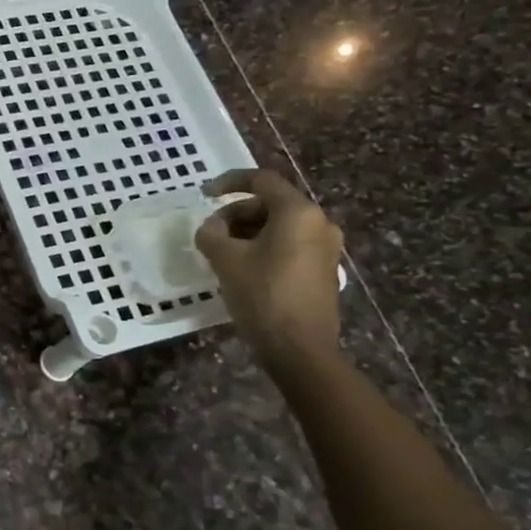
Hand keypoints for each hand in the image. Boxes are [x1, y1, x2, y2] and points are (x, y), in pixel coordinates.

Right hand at [193, 168, 342, 366]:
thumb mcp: (225, 259)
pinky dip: (264, 247)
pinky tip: (244, 268)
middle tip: (211, 234)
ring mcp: (326, 248)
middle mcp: (319, 223)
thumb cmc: (262, 295)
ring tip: (223, 254)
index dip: (229, 182)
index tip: (205, 194)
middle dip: (236, 214)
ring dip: (248, 232)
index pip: (262, 180)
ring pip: (279, 226)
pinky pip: (290, 245)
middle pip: (271, 204)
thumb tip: (213, 228)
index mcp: (298, 213)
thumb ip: (212, 233)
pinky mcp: (323, 270)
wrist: (300, 349)